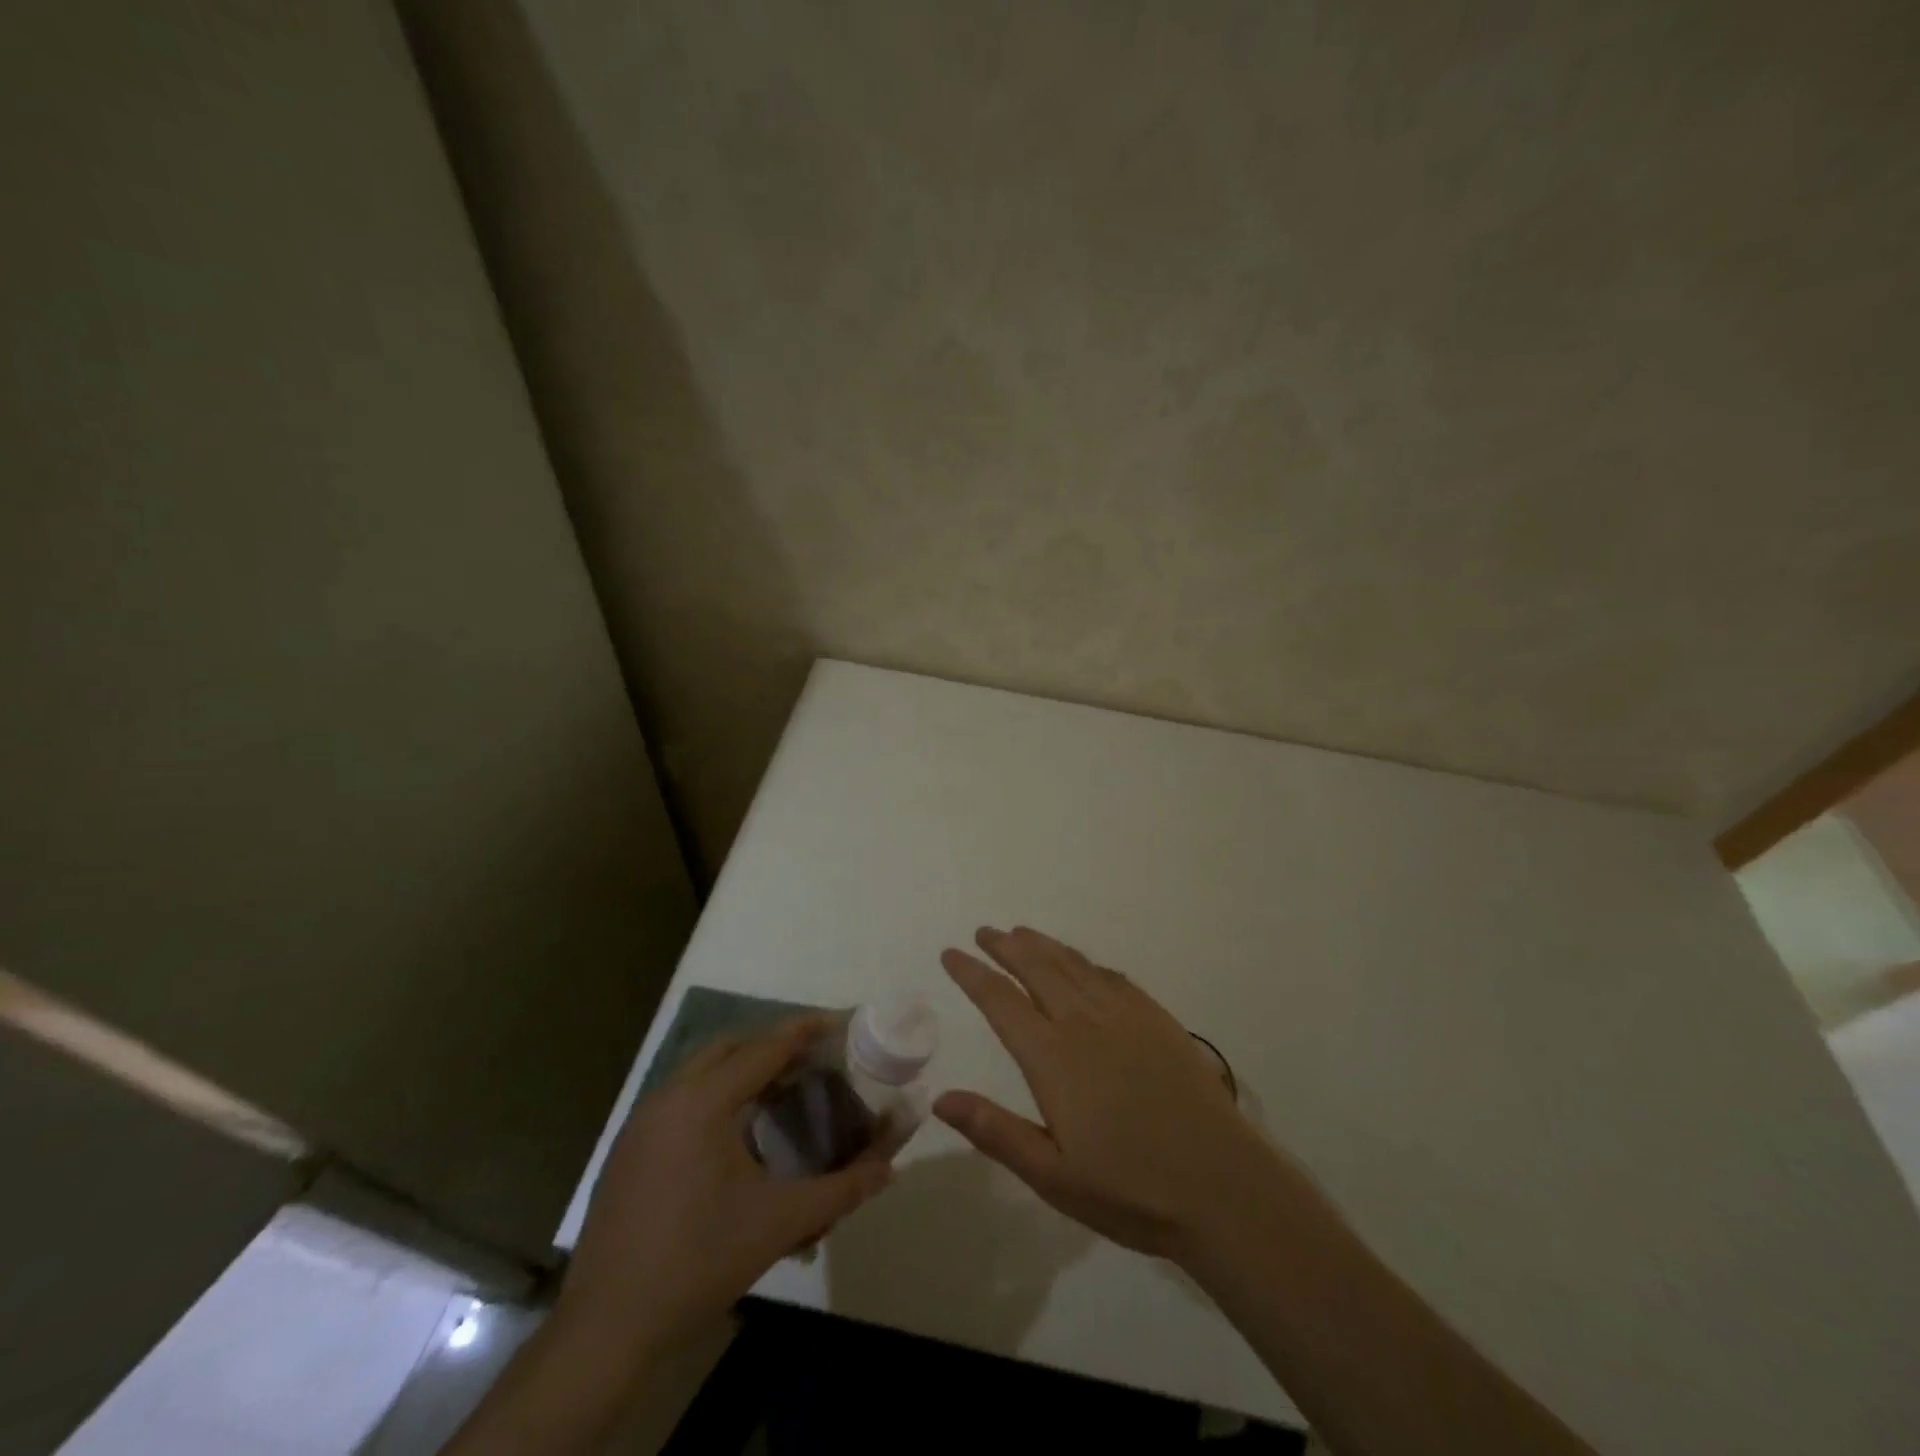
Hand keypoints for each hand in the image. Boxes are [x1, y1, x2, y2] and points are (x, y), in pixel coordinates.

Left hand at [556, 1017, 891, 1353]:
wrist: (606, 1327)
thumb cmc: (699, 1261)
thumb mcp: (780, 1223)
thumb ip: (841, 1190)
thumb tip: (890, 1168)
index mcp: (704, 1101)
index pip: (765, 1047)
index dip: (805, 1030)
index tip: (838, 1023)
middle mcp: (669, 1097)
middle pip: (729, 1046)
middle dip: (771, 1045)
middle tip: (811, 1062)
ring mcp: (642, 1122)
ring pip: (700, 1070)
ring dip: (741, 1070)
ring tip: (779, 1093)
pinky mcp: (628, 1149)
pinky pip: (680, 1098)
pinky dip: (713, 1095)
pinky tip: (734, 1136)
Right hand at [936, 927, 1286, 1262]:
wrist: (1222, 1185)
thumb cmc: (1130, 1189)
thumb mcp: (1052, 1175)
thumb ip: (995, 1131)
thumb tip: (939, 1098)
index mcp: (1052, 1057)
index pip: (1000, 1001)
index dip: (972, 973)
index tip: (951, 953)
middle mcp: (1083, 1022)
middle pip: (1036, 968)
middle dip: (1005, 946)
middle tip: (985, 932)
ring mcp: (1124, 1015)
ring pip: (1073, 965)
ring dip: (1043, 945)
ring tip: (1022, 933)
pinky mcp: (1157, 1019)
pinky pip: (1112, 976)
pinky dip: (1086, 962)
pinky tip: (1082, 964)